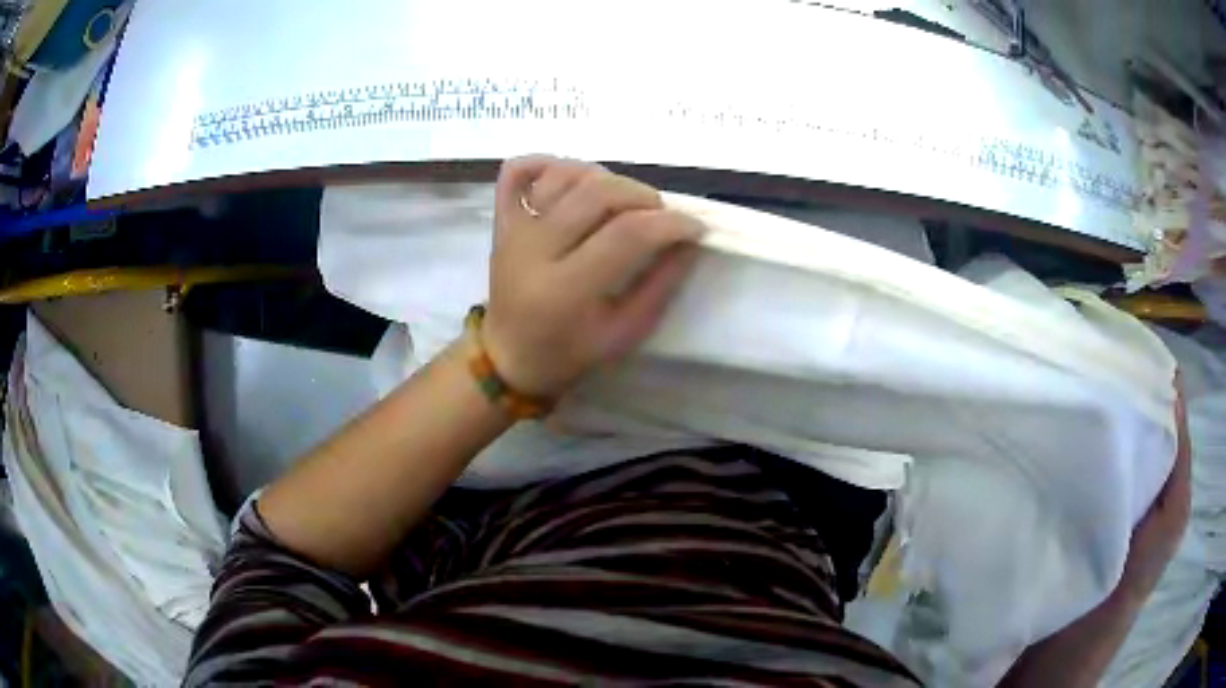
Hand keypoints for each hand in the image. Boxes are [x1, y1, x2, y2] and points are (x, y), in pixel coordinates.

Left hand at [481, 156, 705, 396]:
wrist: (509, 355)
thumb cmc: (570, 351)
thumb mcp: (625, 332)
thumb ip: (661, 284)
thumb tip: (690, 239)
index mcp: (565, 290)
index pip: (626, 234)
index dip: (670, 224)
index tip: (695, 227)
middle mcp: (534, 250)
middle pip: (596, 193)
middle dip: (643, 195)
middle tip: (659, 214)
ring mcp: (514, 229)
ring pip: (563, 174)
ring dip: (603, 177)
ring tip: (621, 201)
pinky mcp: (501, 218)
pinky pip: (517, 170)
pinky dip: (548, 163)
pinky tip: (574, 178)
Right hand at [999, 376, 1191, 686]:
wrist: (1072, 644)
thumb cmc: (1132, 579)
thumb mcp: (1172, 519)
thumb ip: (1179, 457)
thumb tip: (1172, 383)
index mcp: (1159, 466)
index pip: (1158, 401)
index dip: (1145, 369)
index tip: (1118, 337)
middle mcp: (1131, 467)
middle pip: (1127, 411)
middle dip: (1113, 382)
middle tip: (1084, 351)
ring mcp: (1097, 483)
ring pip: (1099, 432)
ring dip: (1088, 409)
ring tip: (1064, 378)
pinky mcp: (1068, 500)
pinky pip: (1073, 459)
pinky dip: (1069, 438)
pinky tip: (1054, 422)